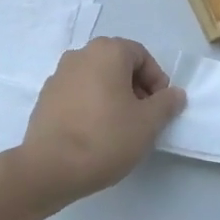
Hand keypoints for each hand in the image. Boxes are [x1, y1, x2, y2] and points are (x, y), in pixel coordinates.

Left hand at [11, 38, 185, 210]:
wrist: (50, 167)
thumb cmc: (105, 138)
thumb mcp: (148, 123)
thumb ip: (166, 103)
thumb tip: (174, 93)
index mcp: (106, 52)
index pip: (141, 55)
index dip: (156, 79)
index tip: (160, 107)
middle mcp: (80, 55)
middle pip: (117, 64)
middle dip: (135, 87)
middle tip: (143, 117)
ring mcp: (58, 75)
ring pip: (96, 78)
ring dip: (113, 96)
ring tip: (120, 127)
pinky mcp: (45, 97)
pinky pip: (77, 93)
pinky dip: (91, 105)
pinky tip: (95, 133)